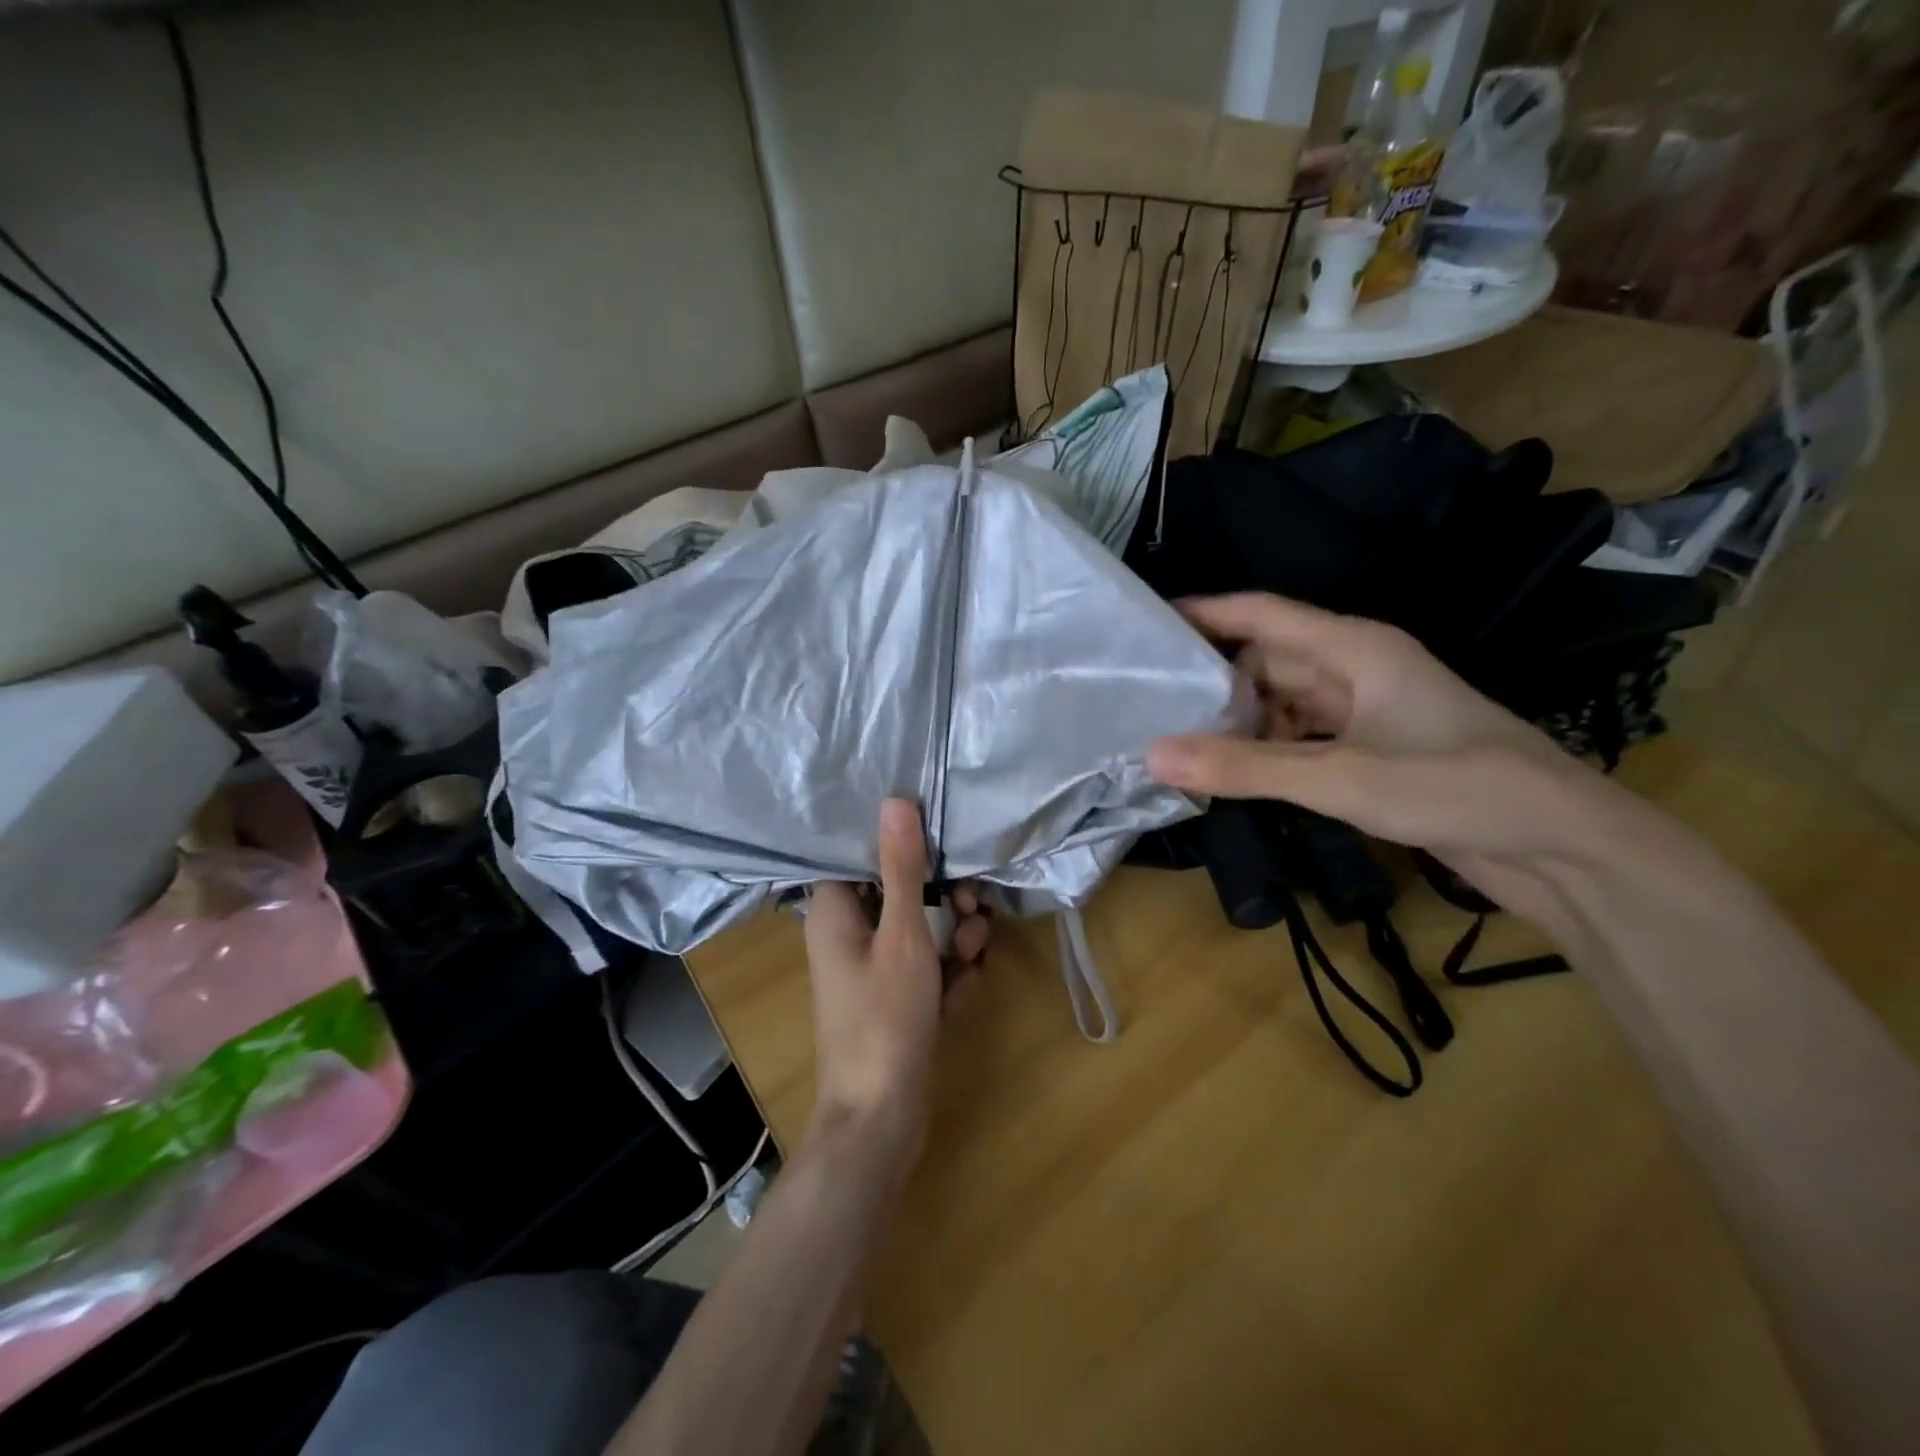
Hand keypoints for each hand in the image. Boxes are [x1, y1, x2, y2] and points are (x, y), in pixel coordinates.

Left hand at [802, 799, 988, 1168]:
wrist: (880, 1119)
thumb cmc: (884, 1018)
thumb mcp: (902, 935)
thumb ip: (902, 867)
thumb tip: (895, 800)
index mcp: (835, 910)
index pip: (862, 853)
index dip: (902, 845)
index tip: (941, 843)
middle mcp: (849, 933)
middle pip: (902, 891)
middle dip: (946, 900)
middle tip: (973, 909)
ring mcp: (873, 968)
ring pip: (923, 930)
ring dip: (955, 940)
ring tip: (972, 958)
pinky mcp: (896, 997)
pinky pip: (928, 967)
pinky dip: (948, 976)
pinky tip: (960, 998)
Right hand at [1147, 594, 1603, 915]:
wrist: (1561, 845)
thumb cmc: (1454, 786)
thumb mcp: (1338, 777)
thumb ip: (1243, 768)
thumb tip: (1153, 755)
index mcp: (1354, 648)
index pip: (1261, 614)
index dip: (1205, 613)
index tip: (1146, 625)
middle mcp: (1357, 668)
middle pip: (1267, 661)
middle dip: (1214, 682)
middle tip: (1150, 705)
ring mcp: (1367, 711)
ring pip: (1283, 702)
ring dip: (1240, 722)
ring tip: (1180, 744)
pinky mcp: (1373, 750)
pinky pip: (1303, 737)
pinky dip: (1269, 750)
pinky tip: (1235, 774)